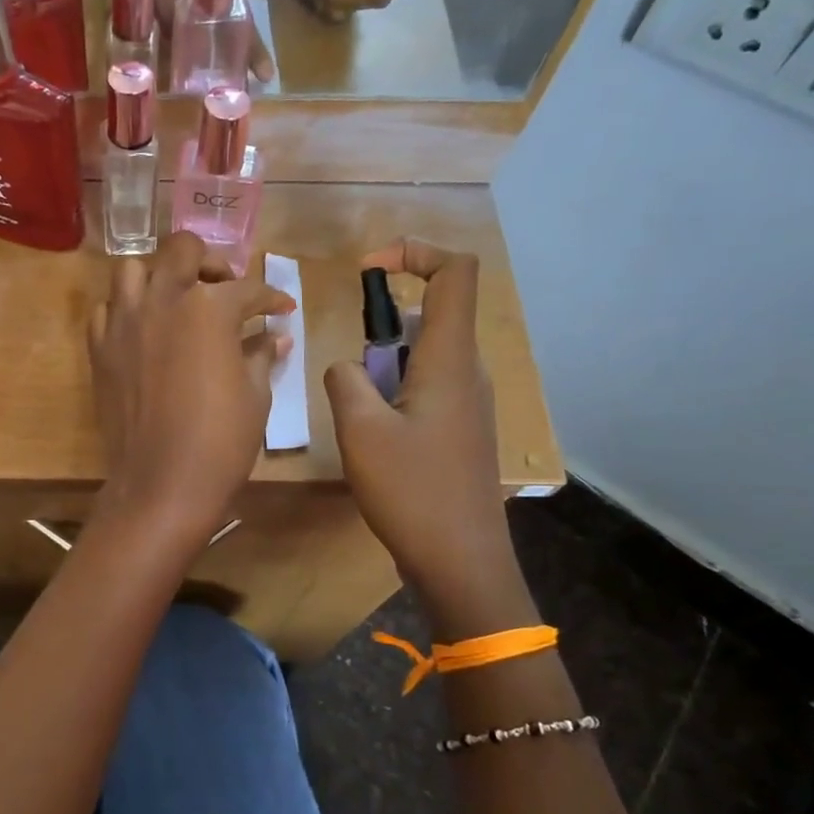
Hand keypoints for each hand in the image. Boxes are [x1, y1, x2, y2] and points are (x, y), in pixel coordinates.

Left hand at [89, 232, 293, 545]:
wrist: (161, 483)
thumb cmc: (220, 441)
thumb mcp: (254, 396)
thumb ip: (261, 354)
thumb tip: (275, 335)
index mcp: (209, 308)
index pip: (248, 289)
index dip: (271, 297)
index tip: (282, 308)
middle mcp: (162, 300)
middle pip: (184, 250)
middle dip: (211, 261)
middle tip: (225, 288)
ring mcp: (124, 321)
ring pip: (134, 269)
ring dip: (159, 275)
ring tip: (176, 299)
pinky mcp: (99, 347)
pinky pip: (106, 309)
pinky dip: (125, 309)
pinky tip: (142, 329)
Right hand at [324, 239, 534, 632]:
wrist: (461, 561)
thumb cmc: (412, 491)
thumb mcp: (360, 431)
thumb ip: (345, 380)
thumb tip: (347, 367)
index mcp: (451, 359)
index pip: (456, 271)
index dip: (415, 252)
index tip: (369, 271)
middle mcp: (468, 371)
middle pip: (434, 312)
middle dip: (384, 325)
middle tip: (356, 374)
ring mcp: (469, 402)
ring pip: (425, 353)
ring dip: (385, 364)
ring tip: (362, 413)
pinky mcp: (461, 429)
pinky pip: (427, 385)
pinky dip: (396, 391)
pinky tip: (377, 437)